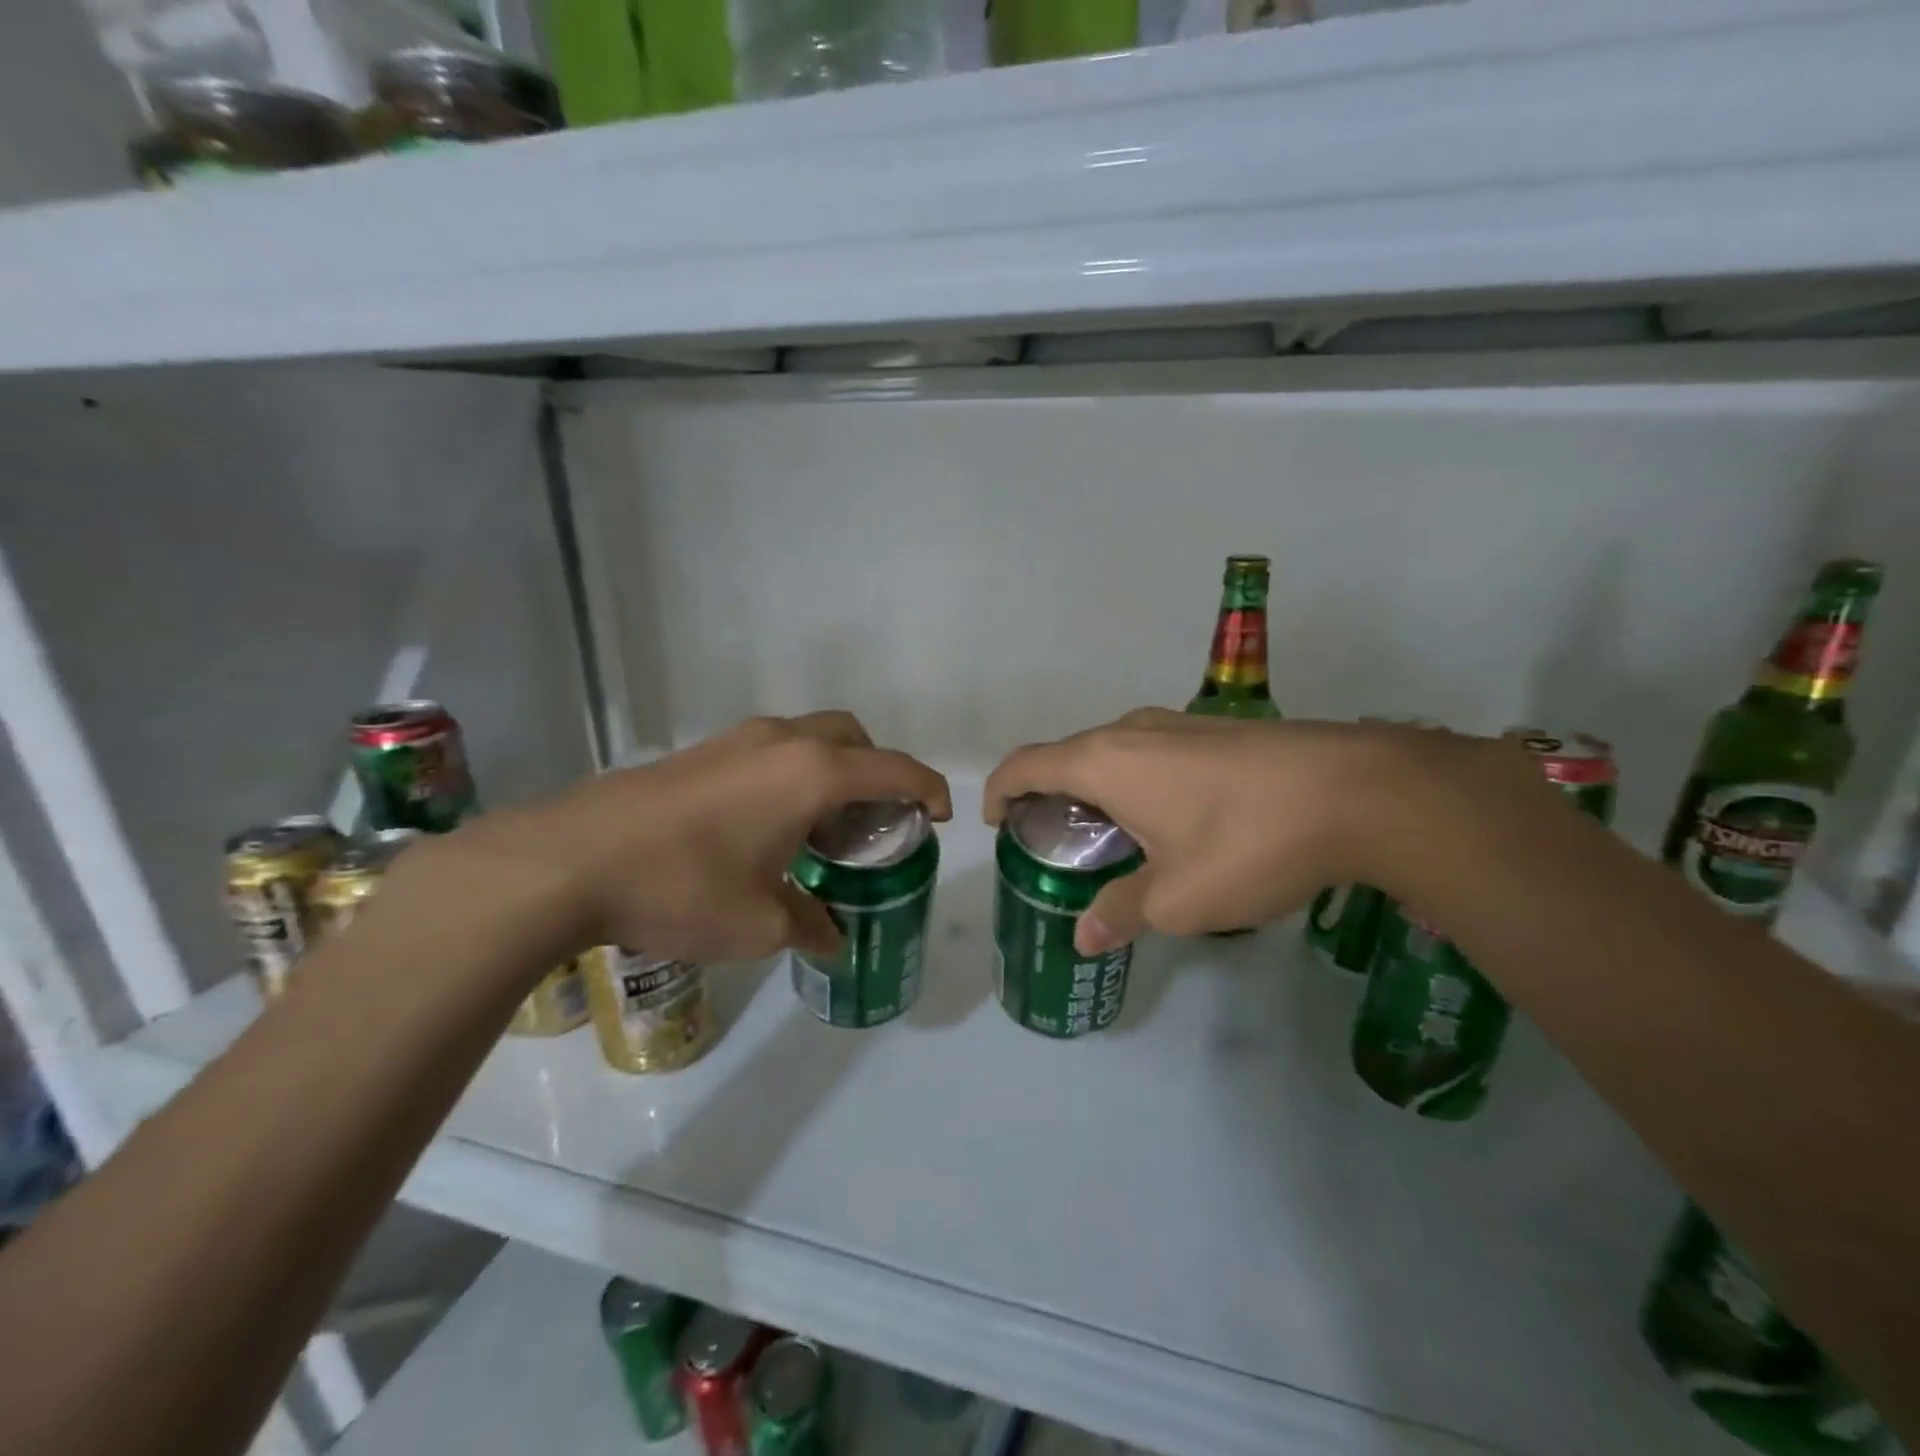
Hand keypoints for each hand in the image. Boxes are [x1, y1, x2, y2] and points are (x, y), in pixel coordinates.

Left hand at [412, 712, 950, 966]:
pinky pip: (768, 750)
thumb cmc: (683, 887)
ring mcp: (735, 741)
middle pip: (854, 737)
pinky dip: (790, 773)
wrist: (569, 860)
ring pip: (808, 738)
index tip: (941, 816)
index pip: (895, 769)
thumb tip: (832, 937)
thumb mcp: (759, 923)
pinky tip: (764, 825)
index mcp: (812, 773)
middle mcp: (781, 742)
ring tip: (819, 826)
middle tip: (873, 821)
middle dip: (877, 771)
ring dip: (830, 769)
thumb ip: (809, 925)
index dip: (928, 789)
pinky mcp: (698, 752)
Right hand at [983, 709, 1471, 953]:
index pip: (1026, 765)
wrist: (1357, 791)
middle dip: (1049, 796)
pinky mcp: (1217, 730)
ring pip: (1113, 752)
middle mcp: (1131, 730)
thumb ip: (1121, 913)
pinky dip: (1136, 781)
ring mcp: (1178, 724)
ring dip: (1096, 788)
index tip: (995, 823)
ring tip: (1112, 837)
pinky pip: (1152, 752)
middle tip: (1056, 844)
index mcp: (1104, 762)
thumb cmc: (1246, 843)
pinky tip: (1170, 820)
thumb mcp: (1177, 898)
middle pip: (1067, 755)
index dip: (999, 791)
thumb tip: (1084, 938)